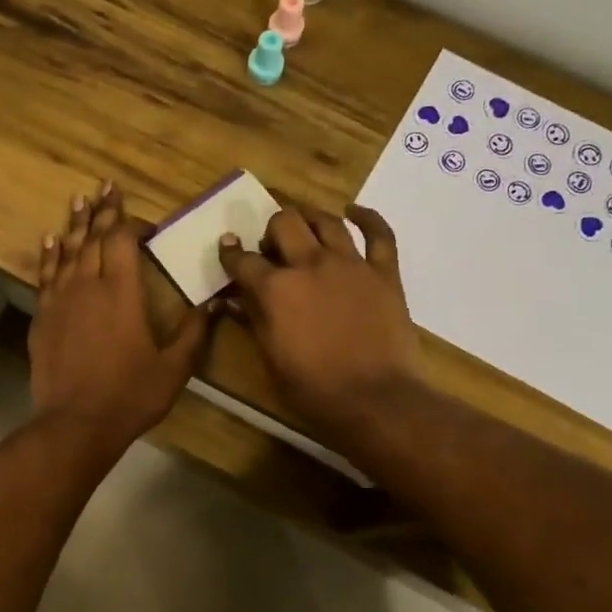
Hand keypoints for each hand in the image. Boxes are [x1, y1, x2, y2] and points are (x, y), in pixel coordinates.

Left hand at [30, 182, 210, 449]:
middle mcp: (88, 285)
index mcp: (122, 292)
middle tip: (104, 186)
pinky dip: (49, 255)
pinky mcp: (42, 318)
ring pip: (66, 251)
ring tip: (78, 199)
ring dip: (73, 223)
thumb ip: (194, 332)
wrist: (76, 424)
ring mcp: (60, 300)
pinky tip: (50, 240)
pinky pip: (45, 275)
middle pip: (92, 237)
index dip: (131, 224)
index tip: (144, 224)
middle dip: (101, 211)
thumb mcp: (174, 367)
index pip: (122, 241)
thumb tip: (212, 303)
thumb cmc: (130, 395)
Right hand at [217, 202, 422, 444]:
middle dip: (272, 229)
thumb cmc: (313, 389)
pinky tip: (353, 212)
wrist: (374, 399)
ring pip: (326, 220)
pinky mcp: (384, 272)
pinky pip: (379, 234)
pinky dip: (366, 218)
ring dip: (309, 218)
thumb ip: (254, 322)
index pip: (243, 260)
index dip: (231, 253)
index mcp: (276, 289)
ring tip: (304, 224)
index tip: (228, 247)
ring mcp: (350, 264)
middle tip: (272, 247)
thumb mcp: (271, 359)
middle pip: (285, 223)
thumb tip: (234, 301)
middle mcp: (310, 264)